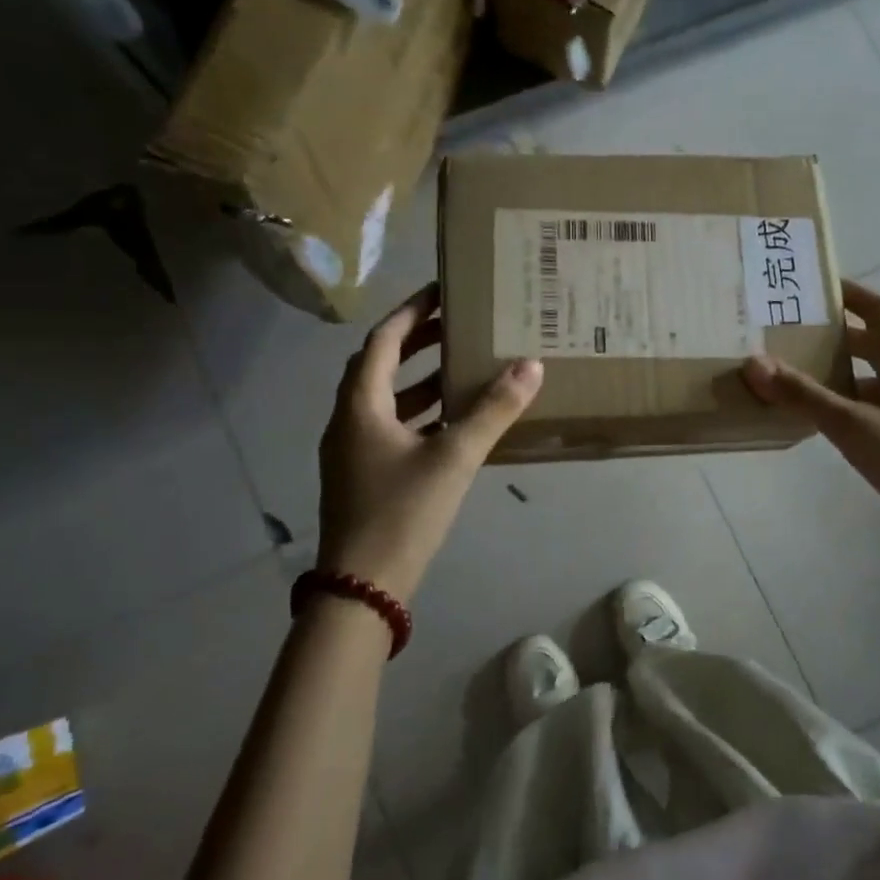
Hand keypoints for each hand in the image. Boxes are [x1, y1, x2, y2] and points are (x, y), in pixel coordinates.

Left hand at [317, 284, 542, 602]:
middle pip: (380, 366)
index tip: (441, 292)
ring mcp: (351, 451)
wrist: (361, 588)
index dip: (411, 312)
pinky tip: (453, 424)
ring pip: (386, 400)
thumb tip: (531, 366)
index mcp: (360, 405)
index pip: (383, 341)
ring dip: (421, 381)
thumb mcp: (454, 457)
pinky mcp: (362, 477)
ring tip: (463, 369)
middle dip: (418, 343)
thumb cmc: (402, 512)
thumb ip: (493, 411)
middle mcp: (348, 421)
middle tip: (458, 327)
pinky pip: (391, 428)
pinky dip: (420, 415)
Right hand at [742, 280, 879, 551]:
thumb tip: (754, 362)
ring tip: (797, 375)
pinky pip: (874, 403)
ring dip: (838, 370)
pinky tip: (824, 420)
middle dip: (834, 334)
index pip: (878, 310)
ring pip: (871, 375)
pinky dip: (847, 400)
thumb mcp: (851, 426)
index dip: (850, 292)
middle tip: (792, 334)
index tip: (816, 286)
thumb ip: (803, 395)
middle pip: (872, 342)